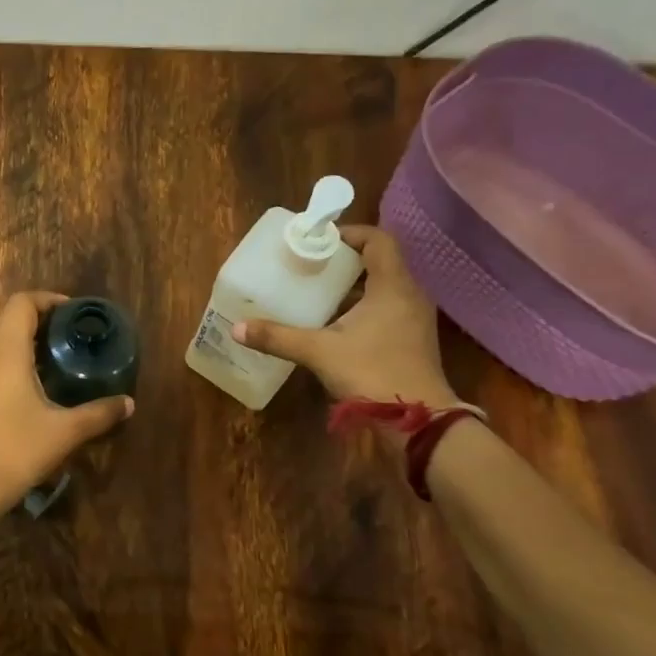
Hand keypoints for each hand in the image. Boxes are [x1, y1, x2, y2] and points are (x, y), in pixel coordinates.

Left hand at [0, 291, 134, 516]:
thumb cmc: (15, 450)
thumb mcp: (64, 432)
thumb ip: (99, 414)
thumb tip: (128, 403)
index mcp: (6, 351)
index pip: (22, 303)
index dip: (48, 300)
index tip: (74, 314)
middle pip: (10, 320)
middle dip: (42, 322)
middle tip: (73, 338)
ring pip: (0, 344)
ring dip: (27, 344)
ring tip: (59, 363)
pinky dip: (14, 365)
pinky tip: (35, 391)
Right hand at [232, 226, 459, 407]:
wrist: (418, 421)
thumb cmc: (372, 373)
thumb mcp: (319, 351)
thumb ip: (278, 337)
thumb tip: (238, 328)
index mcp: (393, 285)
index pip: (378, 240)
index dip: (350, 234)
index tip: (319, 241)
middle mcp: (409, 295)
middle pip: (380, 261)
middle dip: (344, 260)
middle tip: (311, 265)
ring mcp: (414, 319)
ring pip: (383, 287)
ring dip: (353, 286)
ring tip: (317, 291)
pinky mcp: (412, 339)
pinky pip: (387, 308)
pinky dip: (362, 307)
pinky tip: (334, 323)